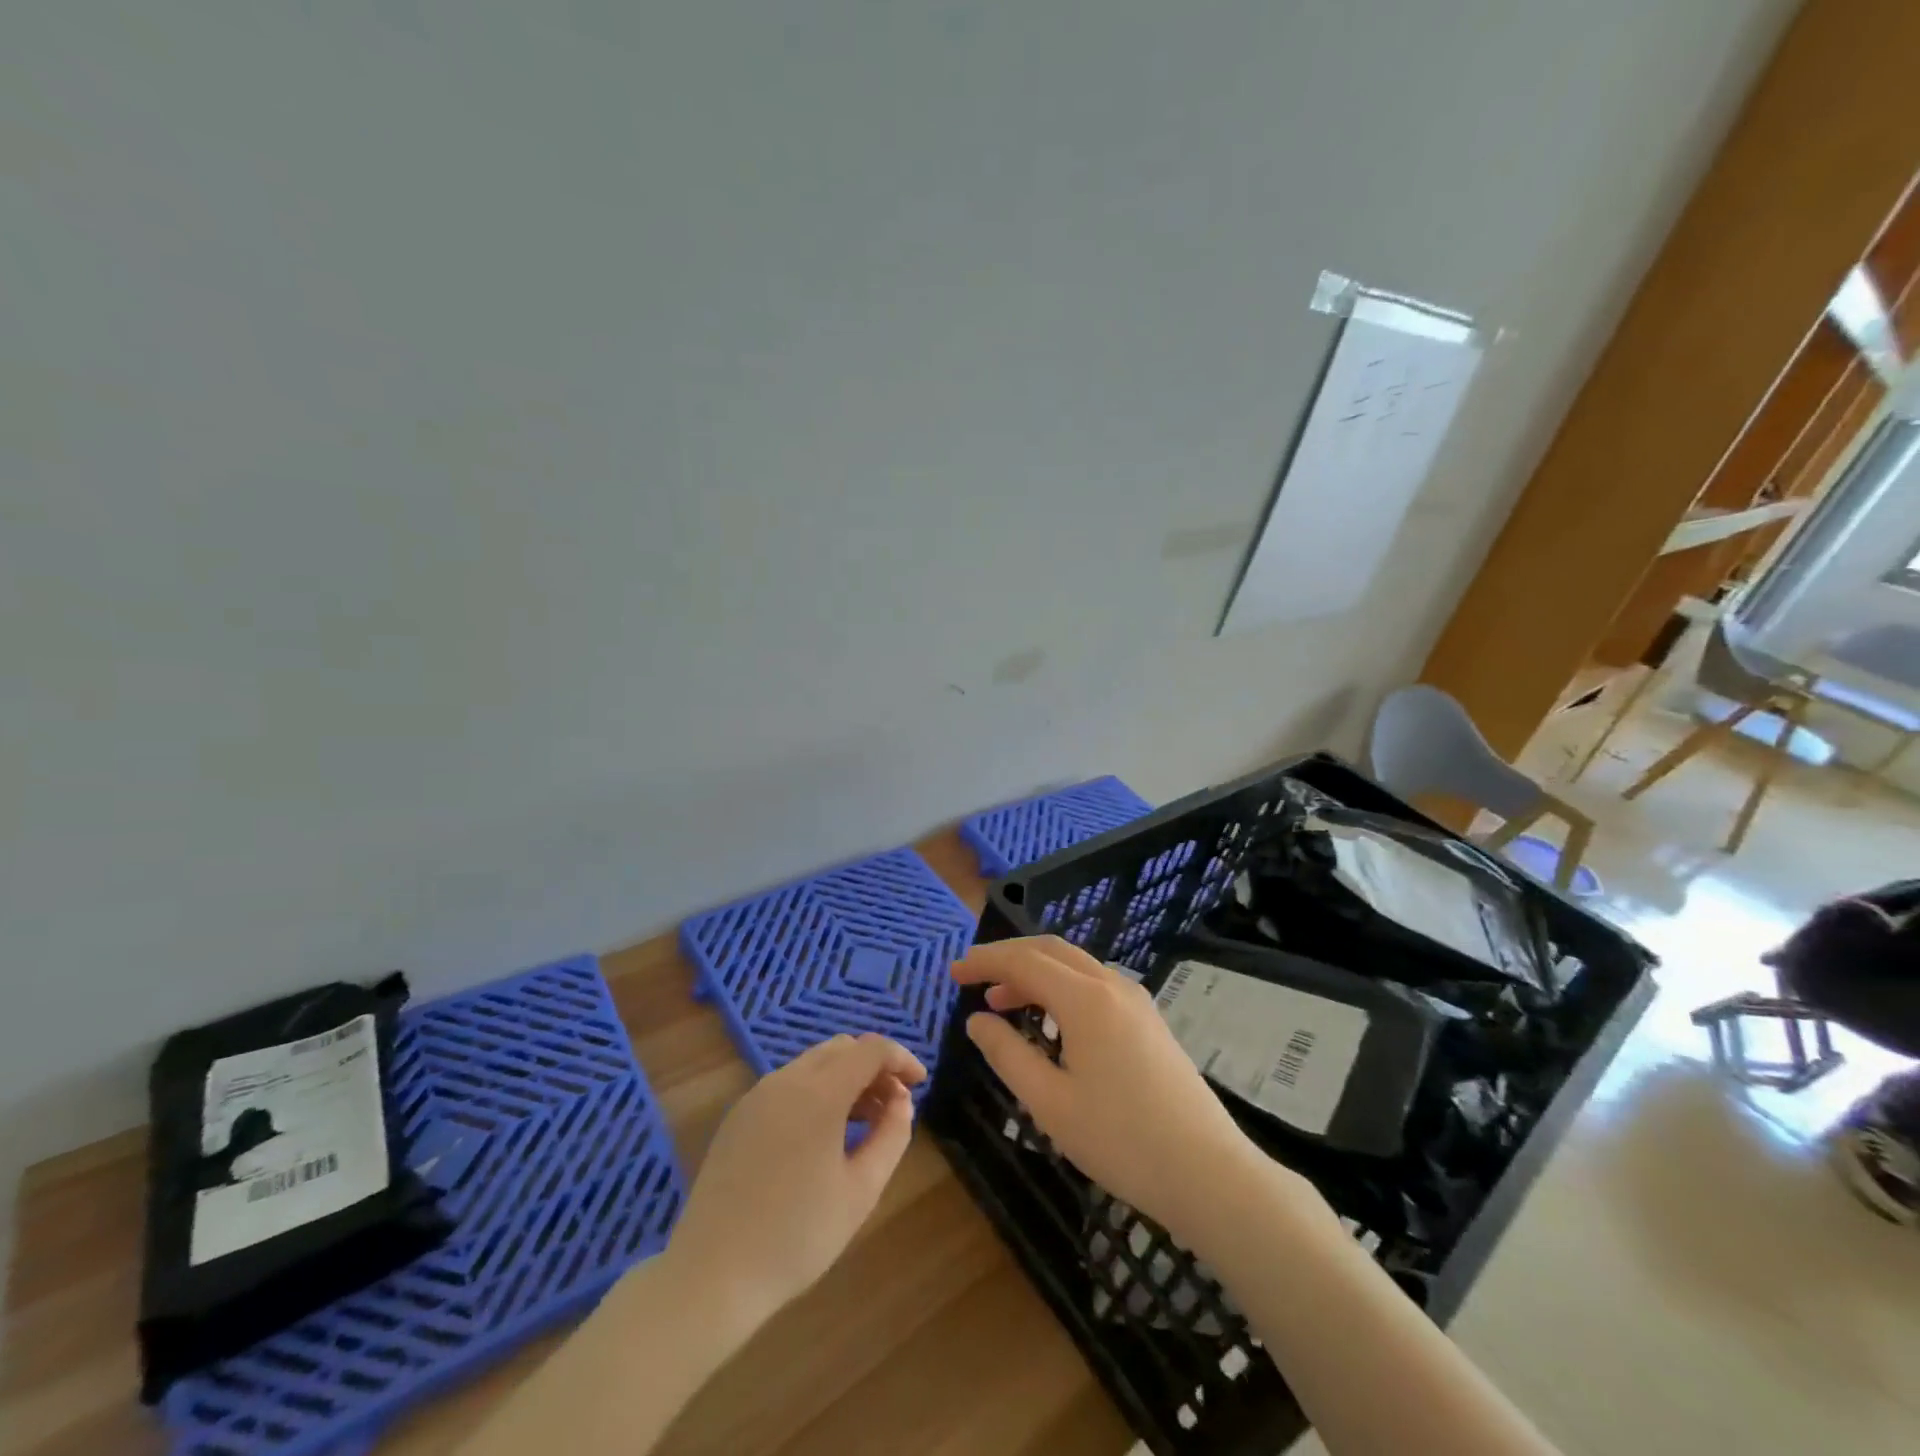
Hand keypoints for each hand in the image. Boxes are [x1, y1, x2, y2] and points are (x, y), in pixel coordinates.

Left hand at [660, 1033, 925, 1332]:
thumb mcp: (861, 1191)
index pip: (870, 1049)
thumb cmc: (796, 1237)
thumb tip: (902, 1101)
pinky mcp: (739, 1115)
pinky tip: (823, 1133)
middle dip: (874, 1067)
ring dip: (846, 1078)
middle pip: (842, 1049)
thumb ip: (891, 1135)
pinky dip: (817, 1091)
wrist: (711, 1276)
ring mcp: (758, 1095)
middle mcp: (786, 1080)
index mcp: (819, 1093)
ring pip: (814, 1063)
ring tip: (863, 1122)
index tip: (919, 1084)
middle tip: (893, 1106)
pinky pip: (789, 1084)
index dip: (901, 1058)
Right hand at [953, 937, 1311, 1252]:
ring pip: (1075, 966)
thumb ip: (1007, 1054)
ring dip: (1035, 973)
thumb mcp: (1050, 1103)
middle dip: (1008, 958)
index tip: (953, 973)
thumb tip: (977, 1020)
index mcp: (1085, 999)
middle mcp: (1112, 985)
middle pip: (1050, 950)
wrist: (1209, 1174)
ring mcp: (1136, 1000)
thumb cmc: (1122, 1141)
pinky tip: (1049, 1020)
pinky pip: (1094, 984)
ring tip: (1001, 1002)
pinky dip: (1061, 987)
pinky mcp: (1149, 1020)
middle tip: (972, 978)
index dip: (985, 962)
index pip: (1024, 961)